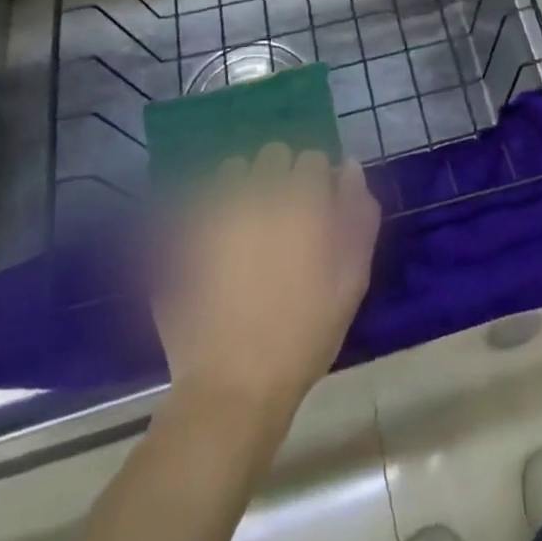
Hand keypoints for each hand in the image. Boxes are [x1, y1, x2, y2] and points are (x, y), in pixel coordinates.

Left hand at [155, 144, 380, 423]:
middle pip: (273, 154)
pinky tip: (215, 239)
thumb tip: (350, 168)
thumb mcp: (352, 279)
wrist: (235, 386)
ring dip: (244, 185)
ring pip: (233, 169)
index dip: (317, 182)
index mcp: (303, 202)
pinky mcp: (183, 235)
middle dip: (281, 175)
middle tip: (283, 215)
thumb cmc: (305, 334)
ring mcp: (216, 212)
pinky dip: (209, 207)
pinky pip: (198, 199)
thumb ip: (358, 216)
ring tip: (246, 222)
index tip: (317, 209)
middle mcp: (259, 195)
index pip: (313, 159)